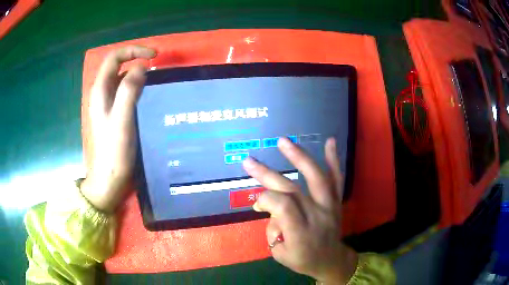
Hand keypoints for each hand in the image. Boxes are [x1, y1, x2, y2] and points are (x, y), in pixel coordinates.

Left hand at [80, 46, 155, 212]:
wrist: (109, 177)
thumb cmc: (114, 150)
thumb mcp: (122, 119)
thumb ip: (129, 90)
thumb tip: (141, 67)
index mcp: (100, 90)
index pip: (114, 58)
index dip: (133, 51)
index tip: (154, 56)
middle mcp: (101, 93)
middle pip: (117, 65)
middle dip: (136, 59)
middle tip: (156, 67)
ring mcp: (106, 103)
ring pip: (121, 78)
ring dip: (136, 74)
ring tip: (154, 80)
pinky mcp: (112, 113)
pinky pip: (123, 92)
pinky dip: (135, 87)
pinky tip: (146, 96)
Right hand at [243, 137, 357, 283]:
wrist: (331, 260)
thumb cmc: (303, 260)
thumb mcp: (280, 254)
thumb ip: (273, 229)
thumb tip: (268, 206)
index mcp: (301, 234)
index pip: (283, 207)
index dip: (265, 199)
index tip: (257, 204)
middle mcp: (317, 216)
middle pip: (292, 190)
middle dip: (268, 174)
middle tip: (249, 161)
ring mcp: (329, 206)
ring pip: (316, 178)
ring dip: (299, 157)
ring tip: (283, 142)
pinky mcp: (336, 201)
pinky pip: (336, 179)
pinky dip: (333, 160)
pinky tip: (330, 141)